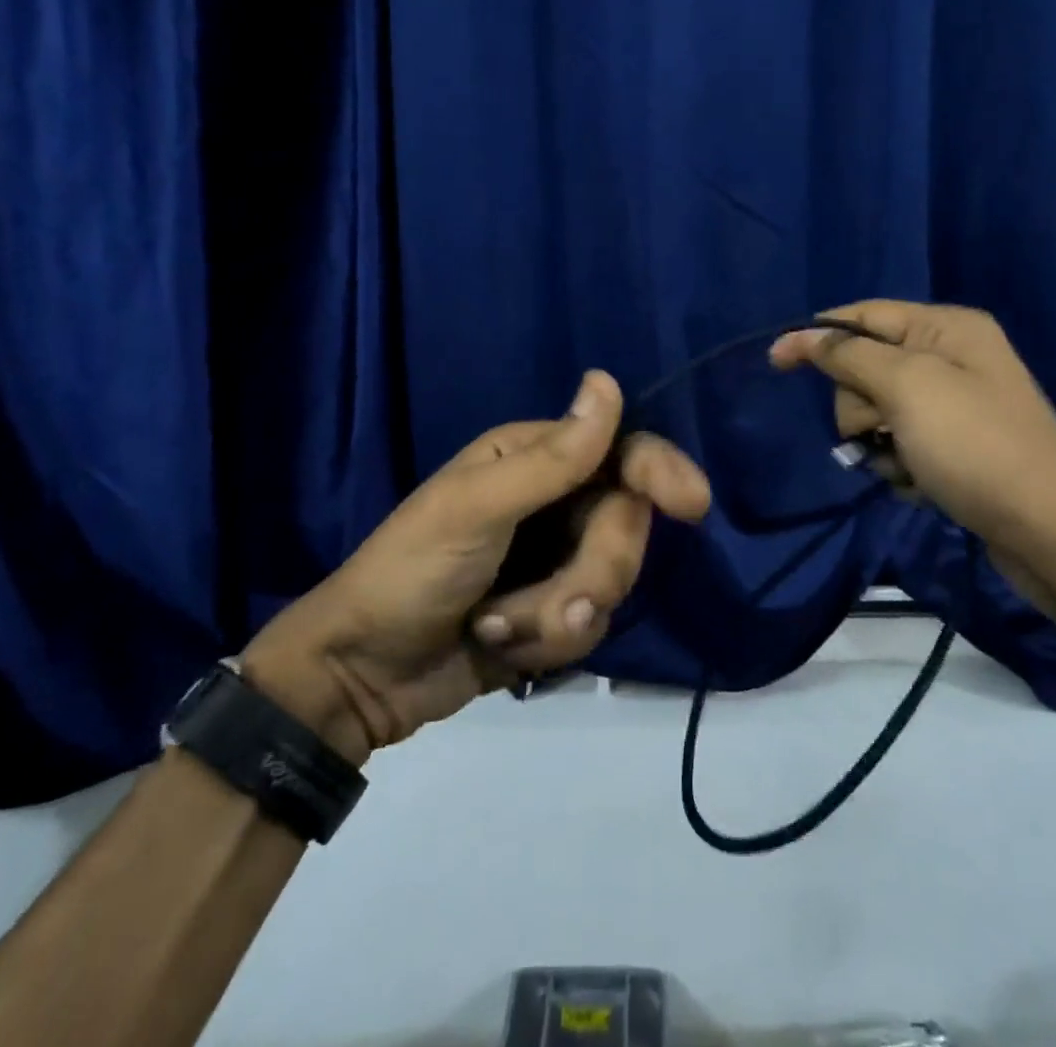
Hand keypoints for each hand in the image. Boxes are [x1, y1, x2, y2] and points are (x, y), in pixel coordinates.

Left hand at [240, 371, 709, 764]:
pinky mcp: (554, 612)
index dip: (661, 472)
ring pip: (613, 581)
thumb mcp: (476, 508)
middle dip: (593, 572)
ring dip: (559, 615)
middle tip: (553, 602)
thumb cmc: (411, 571)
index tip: (692, 505)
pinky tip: (500, 644)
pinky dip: (547, 642)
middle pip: (626, 525)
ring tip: (501, 627)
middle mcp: (556, 501)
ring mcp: (557, 559)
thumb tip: (608, 382)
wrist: (363, 673)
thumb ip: (552, 457)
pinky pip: (591, 625)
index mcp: (536, 458)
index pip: (621, 452)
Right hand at [769, 301, 1055, 607]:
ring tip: (904, 466)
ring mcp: (956, 404)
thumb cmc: (974, 445)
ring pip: (877, 410)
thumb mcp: (907, 387)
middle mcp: (952, 356)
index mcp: (946, 327)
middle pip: (866, 366)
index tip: (774, 361)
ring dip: (877, 442)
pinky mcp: (956, 445)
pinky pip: (901, 442)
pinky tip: (919, 483)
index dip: (816, 335)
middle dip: (859, 405)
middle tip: (879, 430)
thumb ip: (850, 355)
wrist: (1048, 530)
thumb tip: (802, 334)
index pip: (863, 315)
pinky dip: (898, 464)